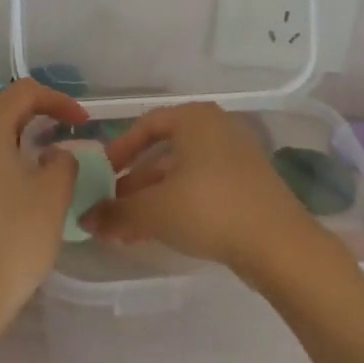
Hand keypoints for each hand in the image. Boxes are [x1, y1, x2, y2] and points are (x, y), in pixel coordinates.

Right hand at [86, 102, 325, 283]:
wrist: (277, 243)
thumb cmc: (210, 208)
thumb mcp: (154, 210)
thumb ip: (116, 212)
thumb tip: (85, 219)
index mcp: (195, 119)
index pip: (147, 125)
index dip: (119, 151)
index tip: (102, 177)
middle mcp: (217, 129)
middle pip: (163, 153)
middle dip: (133, 185)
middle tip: (110, 212)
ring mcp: (235, 158)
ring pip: (181, 175)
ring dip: (151, 201)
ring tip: (125, 231)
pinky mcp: (246, 186)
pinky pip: (201, 189)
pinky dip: (176, 206)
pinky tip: (156, 235)